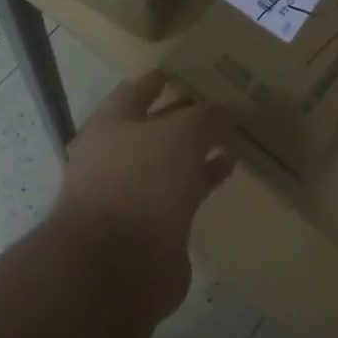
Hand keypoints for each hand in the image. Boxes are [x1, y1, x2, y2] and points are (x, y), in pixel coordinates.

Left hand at [53, 70, 235, 316]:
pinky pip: (180, 193)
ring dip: (194, 151)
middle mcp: (114, 158)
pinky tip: (227, 170)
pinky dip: (201, 180)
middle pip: (151, 129)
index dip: (153, 81)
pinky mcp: (149, 228)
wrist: (117, 266)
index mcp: (109, 127)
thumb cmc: (141, 182)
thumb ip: (205, 118)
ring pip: (168, 162)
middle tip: (212, 104)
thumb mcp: (181, 135)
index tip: (174, 72)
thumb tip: (222, 112)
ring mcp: (129, 195)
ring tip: (229, 136)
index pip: (132, 93)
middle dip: (179, 116)